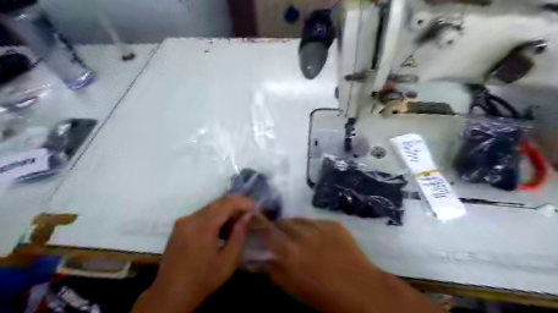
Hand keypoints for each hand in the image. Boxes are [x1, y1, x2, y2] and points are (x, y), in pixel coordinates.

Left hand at [132, 196, 254, 311]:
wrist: (170, 294)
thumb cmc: (203, 279)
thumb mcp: (228, 261)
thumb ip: (239, 235)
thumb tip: (247, 215)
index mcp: (202, 227)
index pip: (226, 204)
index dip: (243, 202)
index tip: (255, 207)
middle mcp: (191, 219)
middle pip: (218, 202)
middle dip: (235, 204)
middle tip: (249, 213)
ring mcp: (183, 221)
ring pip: (210, 207)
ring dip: (225, 210)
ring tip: (237, 222)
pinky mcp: (180, 226)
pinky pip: (201, 214)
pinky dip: (215, 216)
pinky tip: (221, 228)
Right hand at [264, 219, 381, 311]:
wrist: (359, 287)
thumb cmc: (321, 293)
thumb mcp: (291, 286)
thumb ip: (272, 270)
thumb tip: (257, 260)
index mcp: (287, 250)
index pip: (265, 229)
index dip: (259, 226)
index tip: (258, 228)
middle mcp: (301, 233)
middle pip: (282, 221)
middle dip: (278, 228)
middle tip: (282, 238)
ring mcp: (319, 225)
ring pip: (299, 219)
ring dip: (295, 226)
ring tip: (301, 237)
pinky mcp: (333, 223)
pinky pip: (316, 221)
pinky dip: (313, 228)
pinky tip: (320, 239)